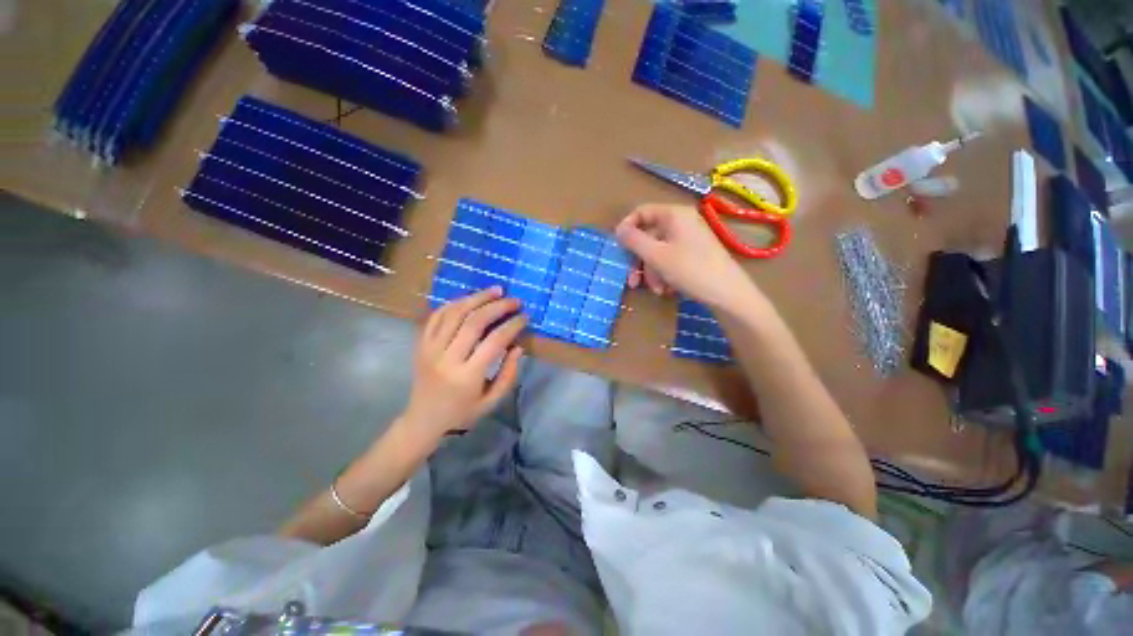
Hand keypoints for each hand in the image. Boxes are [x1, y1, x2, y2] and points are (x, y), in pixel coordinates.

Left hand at [402, 287, 525, 438]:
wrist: (422, 421)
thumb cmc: (462, 414)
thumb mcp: (492, 402)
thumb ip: (508, 374)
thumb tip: (518, 347)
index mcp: (467, 376)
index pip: (494, 341)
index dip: (512, 325)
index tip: (525, 317)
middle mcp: (447, 358)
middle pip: (474, 321)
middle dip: (497, 306)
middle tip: (514, 300)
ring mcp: (430, 349)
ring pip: (454, 313)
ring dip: (477, 298)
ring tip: (495, 290)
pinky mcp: (421, 344)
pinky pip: (437, 315)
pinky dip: (455, 303)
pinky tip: (470, 299)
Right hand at [616, 204, 763, 312]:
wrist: (728, 293)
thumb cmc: (690, 270)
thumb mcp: (656, 256)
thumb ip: (634, 240)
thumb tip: (618, 229)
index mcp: (674, 215)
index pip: (641, 212)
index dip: (627, 228)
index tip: (618, 248)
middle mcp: (682, 222)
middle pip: (649, 236)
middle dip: (640, 261)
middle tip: (633, 282)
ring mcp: (690, 238)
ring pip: (658, 251)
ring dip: (652, 272)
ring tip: (658, 290)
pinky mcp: (695, 253)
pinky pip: (671, 259)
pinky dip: (665, 274)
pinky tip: (667, 289)